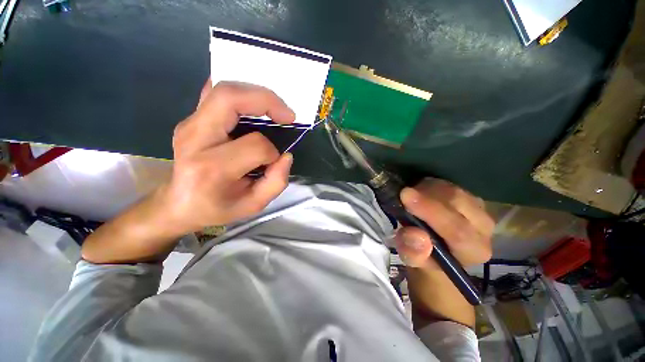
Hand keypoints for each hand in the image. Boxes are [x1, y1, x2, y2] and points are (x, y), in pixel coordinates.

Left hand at [157, 80, 295, 235]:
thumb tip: (286, 156)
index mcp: (211, 168)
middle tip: (288, 115)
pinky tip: (252, 106)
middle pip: (230, 99)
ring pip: (223, 89)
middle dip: (267, 101)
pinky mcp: (191, 119)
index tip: (274, 161)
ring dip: (256, 94)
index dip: (272, 152)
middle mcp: (195, 139)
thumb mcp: (253, 205)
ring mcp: (189, 124)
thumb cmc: (217, 207)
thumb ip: (276, 182)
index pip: (254, 145)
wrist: (178, 203)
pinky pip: (215, 93)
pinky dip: (239, 93)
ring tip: (275, 110)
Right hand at [393, 178, 493, 327]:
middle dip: (425, 194)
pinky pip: (448, 184)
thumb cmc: (426, 257)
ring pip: (452, 189)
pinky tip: (420, 193)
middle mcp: (484, 227)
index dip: (430, 211)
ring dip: (426, 189)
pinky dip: (430, 185)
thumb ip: (413, 252)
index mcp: (474, 250)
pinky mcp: (470, 196)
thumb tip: (415, 235)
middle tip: (403, 194)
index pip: (457, 229)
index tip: (405, 195)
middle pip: (457, 202)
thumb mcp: (413, 260)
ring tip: (411, 197)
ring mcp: (480, 208)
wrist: (438, 250)